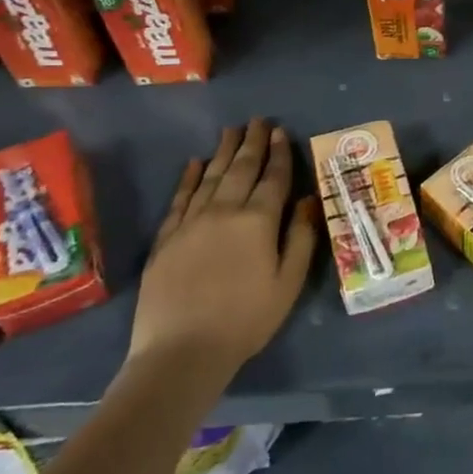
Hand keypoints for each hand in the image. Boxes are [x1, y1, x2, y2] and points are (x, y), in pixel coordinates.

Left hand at [125, 119, 318, 399]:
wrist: (181, 352)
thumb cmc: (246, 319)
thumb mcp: (288, 282)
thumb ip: (300, 237)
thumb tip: (306, 199)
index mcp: (258, 221)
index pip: (273, 177)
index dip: (280, 153)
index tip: (281, 131)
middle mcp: (224, 211)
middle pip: (240, 169)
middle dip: (252, 143)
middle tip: (257, 120)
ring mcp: (191, 223)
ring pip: (209, 177)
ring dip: (223, 152)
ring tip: (231, 131)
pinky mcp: (166, 239)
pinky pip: (179, 199)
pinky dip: (188, 178)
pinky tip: (193, 163)